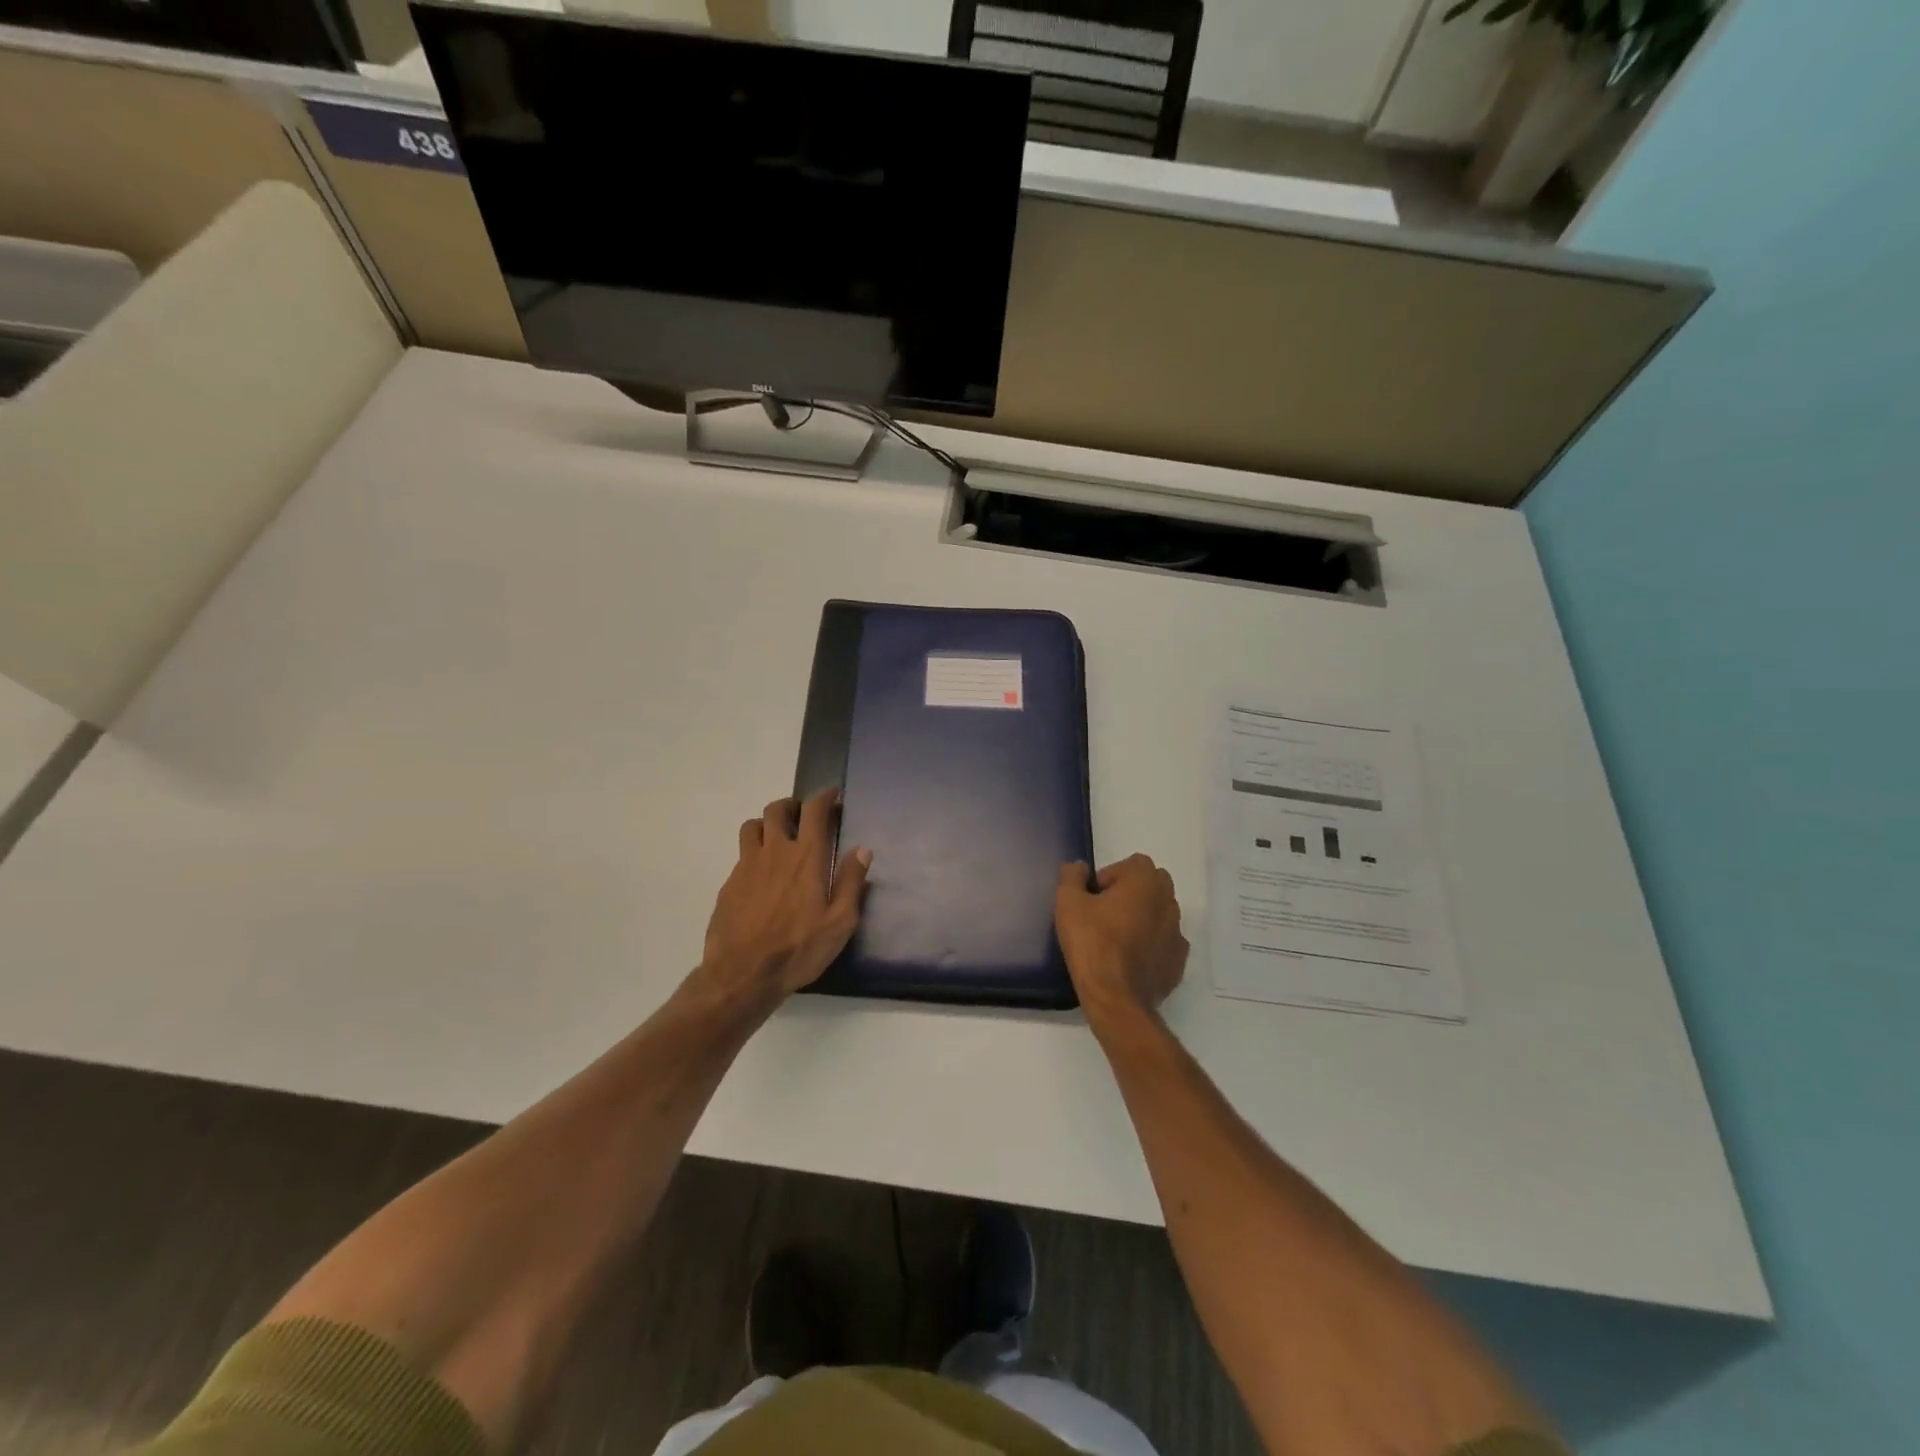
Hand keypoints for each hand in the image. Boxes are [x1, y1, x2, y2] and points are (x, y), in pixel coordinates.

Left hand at [697, 790, 870, 1009]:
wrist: (742, 974)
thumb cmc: (799, 949)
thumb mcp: (840, 922)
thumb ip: (851, 882)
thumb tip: (861, 849)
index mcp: (806, 857)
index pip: (814, 811)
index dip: (824, 797)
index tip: (832, 795)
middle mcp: (775, 852)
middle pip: (777, 810)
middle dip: (793, 805)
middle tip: (803, 815)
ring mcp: (747, 866)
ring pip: (752, 826)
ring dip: (767, 824)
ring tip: (777, 837)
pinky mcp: (729, 883)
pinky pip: (741, 855)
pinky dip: (753, 853)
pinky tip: (761, 875)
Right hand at [1055, 855, 1188, 1031]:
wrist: (1116, 998)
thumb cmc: (1091, 942)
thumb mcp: (1068, 903)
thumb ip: (1072, 877)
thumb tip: (1078, 867)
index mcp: (1146, 882)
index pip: (1133, 863)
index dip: (1111, 876)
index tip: (1094, 897)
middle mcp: (1168, 901)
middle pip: (1152, 885)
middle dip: (1131, 893)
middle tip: (1105, 914)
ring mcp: (1177, 932)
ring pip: (1160, 913)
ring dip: (1142, 917)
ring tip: (1116, 938)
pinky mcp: (1178, 960)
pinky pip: (1164, 942)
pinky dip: (1151, 944)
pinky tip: (1130, 960)